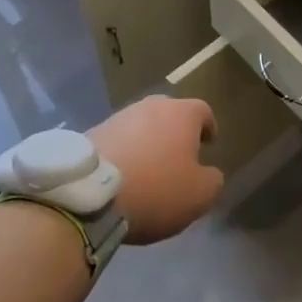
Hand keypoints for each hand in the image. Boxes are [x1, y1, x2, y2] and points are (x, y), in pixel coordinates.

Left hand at [87, 96, 223, 243]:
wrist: (89, 195)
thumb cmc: (155, 189)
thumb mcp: (199, 195)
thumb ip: (212, 180)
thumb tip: (209, 173)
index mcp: (181, 114)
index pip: (203, 111)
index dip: (208, 127)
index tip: (208, 143)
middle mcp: (150, 107)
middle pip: (170, 113)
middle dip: (176, 131)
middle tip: (178, 154)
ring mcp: (118, 117)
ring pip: (141, 125)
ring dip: (147, 141)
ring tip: (147, 168)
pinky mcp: (92, 133)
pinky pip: (118, 140)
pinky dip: (125, 152)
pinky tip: (123, 175)